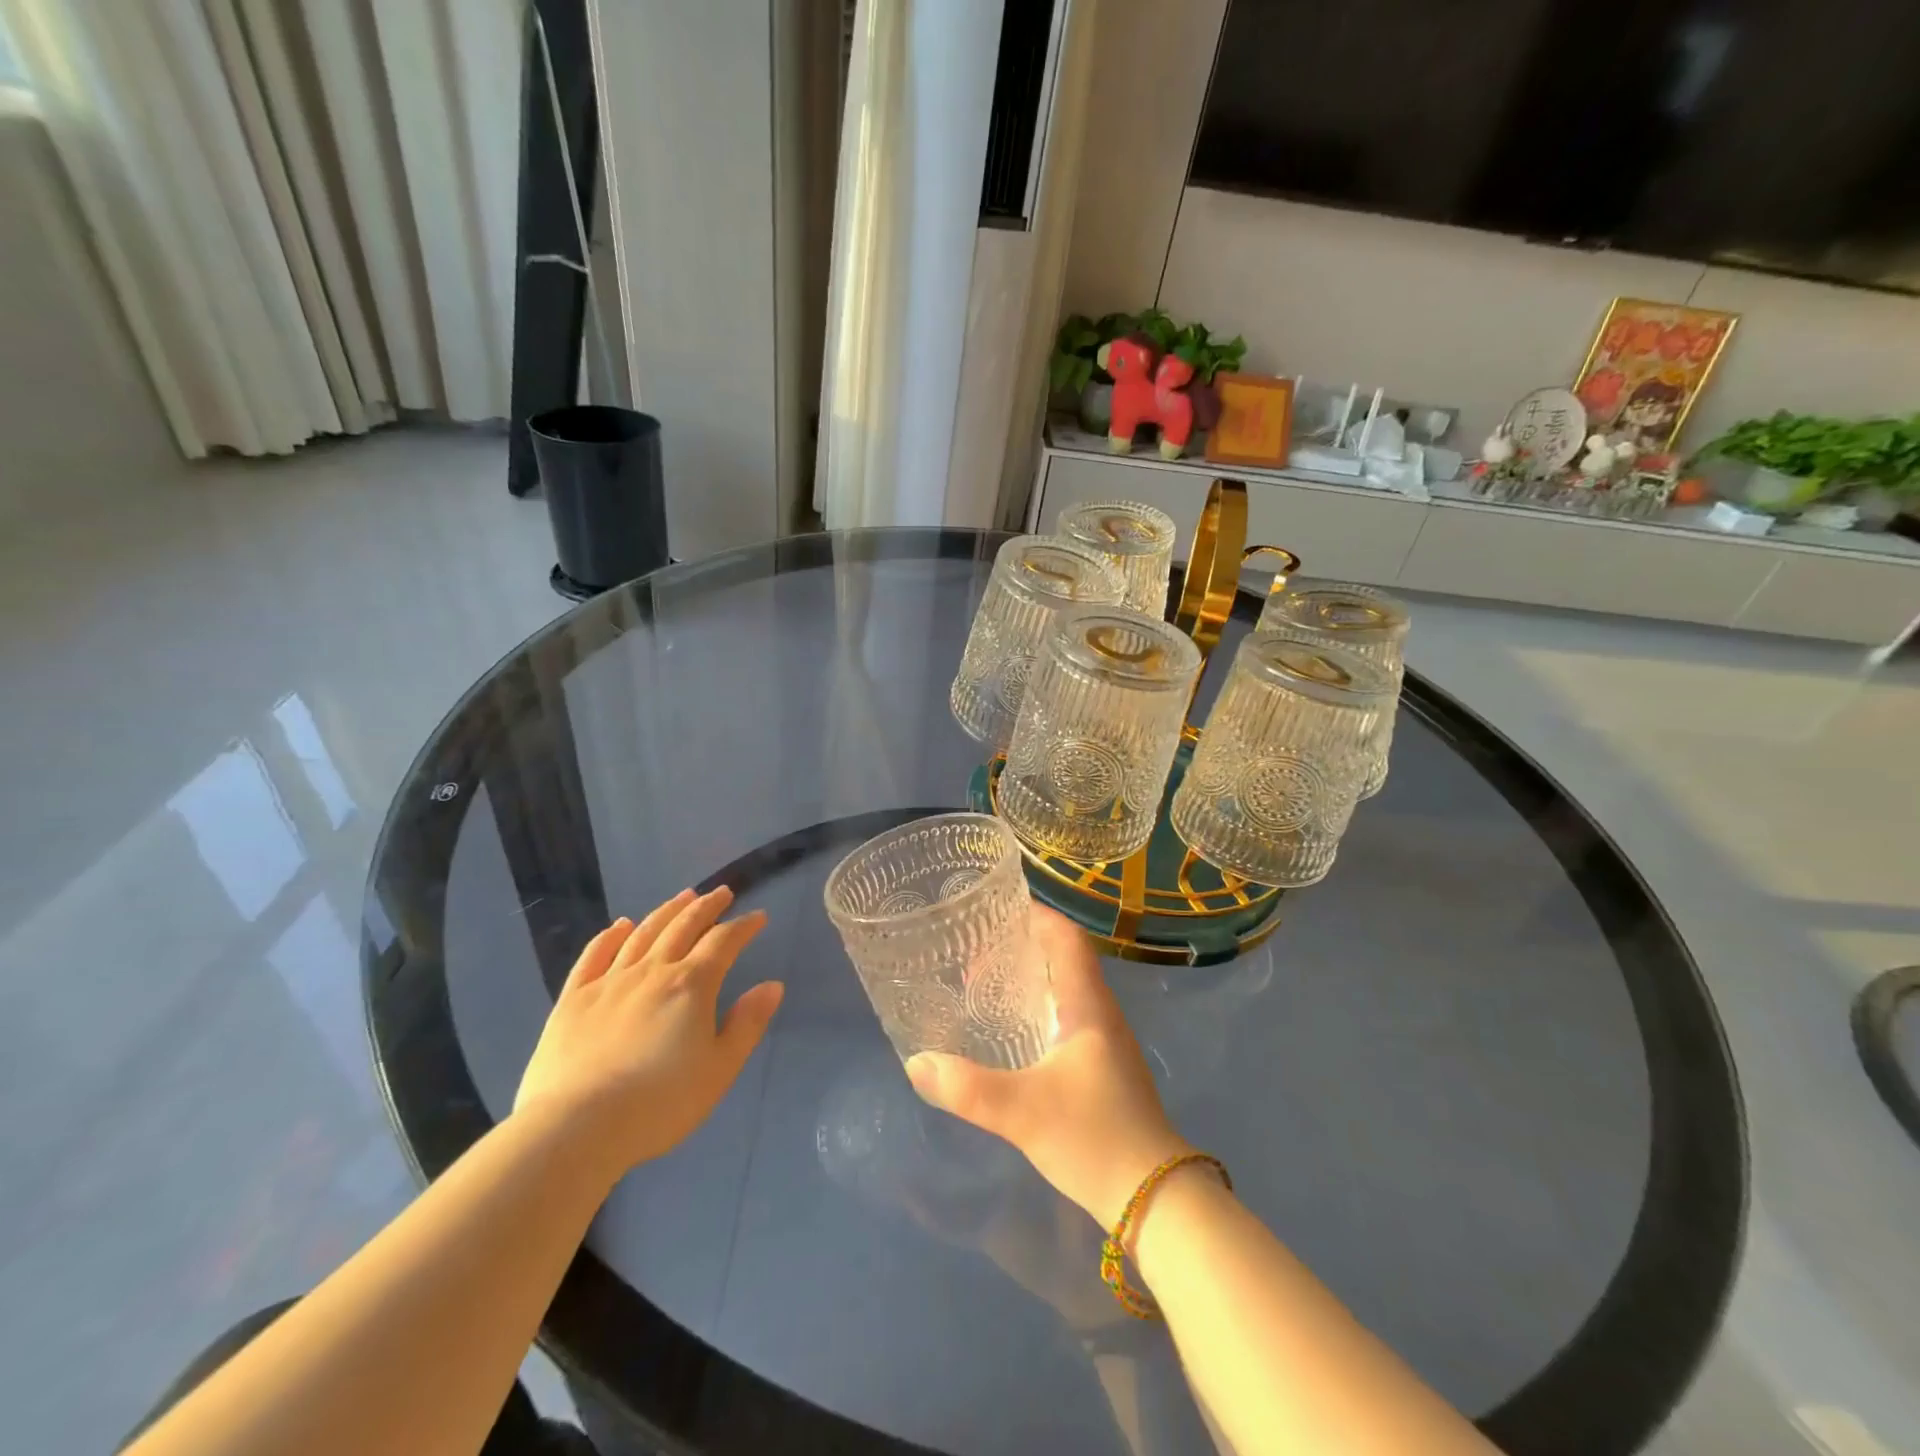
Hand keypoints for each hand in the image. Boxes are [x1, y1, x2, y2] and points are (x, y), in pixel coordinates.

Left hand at [514, 888, 783, 1176]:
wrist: (577, 1127)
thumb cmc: (660, 1103)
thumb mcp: (720, 1069)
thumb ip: (747, 1024)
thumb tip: (772, 986)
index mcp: (691, 985)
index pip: (724, 942)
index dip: (743, 926)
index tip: (758, 917)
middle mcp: (653, 971)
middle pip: (683, 926)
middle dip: (706, 906)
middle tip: (721, 892)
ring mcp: (609, 981)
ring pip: (643, 933)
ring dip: (666, 911)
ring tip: (682, 896)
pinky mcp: (573, 999)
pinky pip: (594, 955)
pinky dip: (610, 935)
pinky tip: (619, 926)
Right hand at [905, 905, 1189, 1226]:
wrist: (1157, 1199)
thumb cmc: (1095, 1138)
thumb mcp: (1023, 1112)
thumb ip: (967, 1088)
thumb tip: (916, 1062)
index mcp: (1089, 1006)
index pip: (1067, 938)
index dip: (1037, 915)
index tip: (998, 910)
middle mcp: (1101, 1013)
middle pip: (1066, 958)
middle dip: (1024, 945)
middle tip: (977, 950)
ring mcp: (1106, 1042)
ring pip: (1067, 989)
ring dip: (1032, 978)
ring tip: (986, 984)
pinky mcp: (1103, 1068)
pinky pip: (1068, 1017)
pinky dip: (1039, 1007)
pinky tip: (1013, 1031)